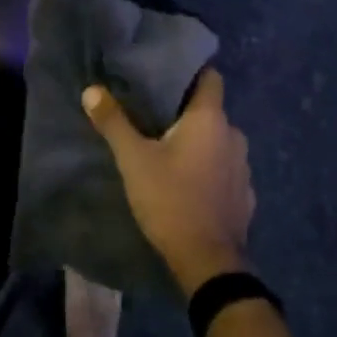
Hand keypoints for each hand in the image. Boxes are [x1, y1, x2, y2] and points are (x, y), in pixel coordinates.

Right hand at [82, 69, 255, 294]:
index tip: (166, 75)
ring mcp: (243, 167)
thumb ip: (114, 123)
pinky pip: (225, 169)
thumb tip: (91, 91)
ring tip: (169, 149)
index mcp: (210, 119)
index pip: (210, 77)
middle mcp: (233, 135)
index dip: (191, 72)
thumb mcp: (134, 160)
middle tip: (155, 114)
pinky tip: (189, 182)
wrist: (209, 264)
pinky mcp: (245, 195)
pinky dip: (210, 168)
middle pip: (211, 110)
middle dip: (186, 111)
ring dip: (199, 142)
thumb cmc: (171, 200)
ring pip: (219, 141)